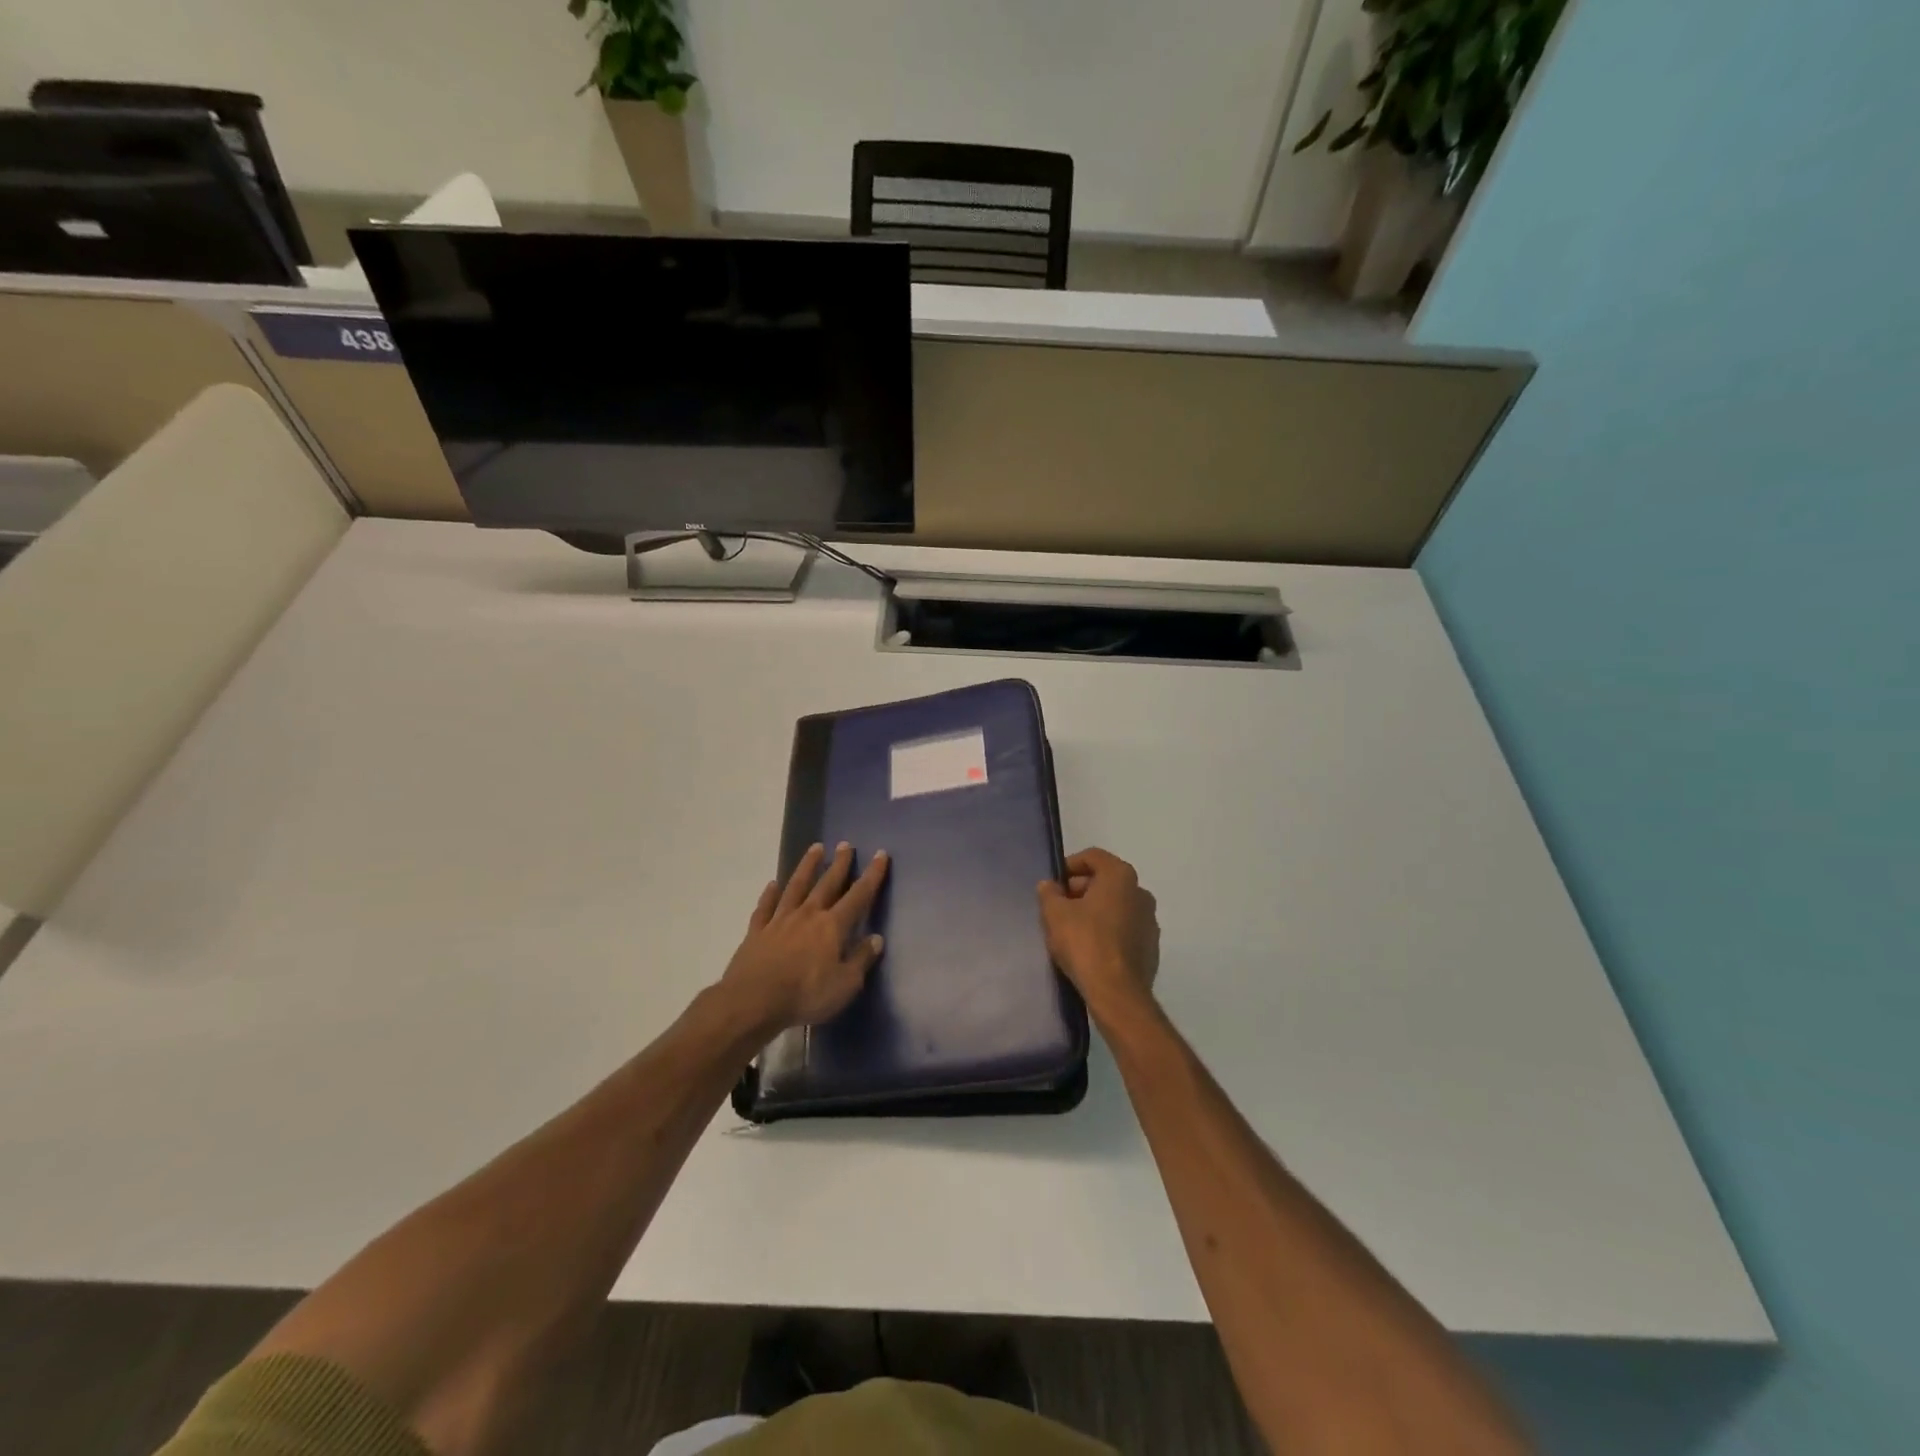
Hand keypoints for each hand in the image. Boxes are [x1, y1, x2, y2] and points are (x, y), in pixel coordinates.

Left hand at [721, 842, 888, 1034]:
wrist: (753, 1001)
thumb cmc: (806, 994)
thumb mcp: (845, 984)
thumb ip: (861, 959)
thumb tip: (876, 938)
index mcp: (832, 926)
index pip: (858, 896)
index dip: (872, 875)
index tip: (880, 855)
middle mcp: (808, 915)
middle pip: (827, 884)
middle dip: (839, 864)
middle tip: (845, 844)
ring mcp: (780, 920)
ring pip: (796, 886)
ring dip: (806, 867)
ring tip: (815, 848)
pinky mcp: (757, 931)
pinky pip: (765, 907)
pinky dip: (770, 894)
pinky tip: (773, 884)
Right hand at [1037, 847, 1160, 1023]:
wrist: (1117, 993)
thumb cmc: (1084, 943)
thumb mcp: (1054, 914)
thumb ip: (1049, 893)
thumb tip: (1050, 886)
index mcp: (1120, 876)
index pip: (1093, 856)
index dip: (1070, 865)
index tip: (1054, 884)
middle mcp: (1141, 892)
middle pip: (1106, 880)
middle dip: (1080, 889)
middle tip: (1058, 906)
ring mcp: (1150, 921)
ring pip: (1116, 905)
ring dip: (1095, 910)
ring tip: (1072, 929)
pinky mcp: (1151, 946)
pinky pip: (1125, 928)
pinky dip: (1108, 930)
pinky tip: (1090, 948)